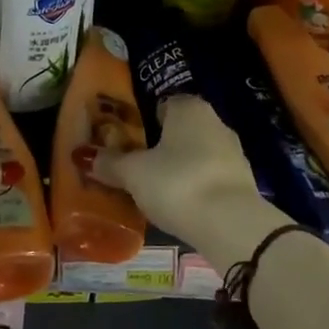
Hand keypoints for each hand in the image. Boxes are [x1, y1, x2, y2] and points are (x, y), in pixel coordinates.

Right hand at [90, 95, 282, 260]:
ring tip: (156, 189)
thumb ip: (110, 163)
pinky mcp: (243, 182)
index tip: (127, 140)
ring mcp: (234, 152)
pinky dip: (196, 187)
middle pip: (181, 129)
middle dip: (162, 145)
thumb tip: (84, 156)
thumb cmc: (177, 182)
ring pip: (198, 154)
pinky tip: (181, 205)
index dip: (143, 121)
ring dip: (180, 167)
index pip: (162, 104)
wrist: (231, 224)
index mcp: (189, 107)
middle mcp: (215, 121)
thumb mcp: (134, 174)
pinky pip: (211, 177)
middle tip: (136, 166)